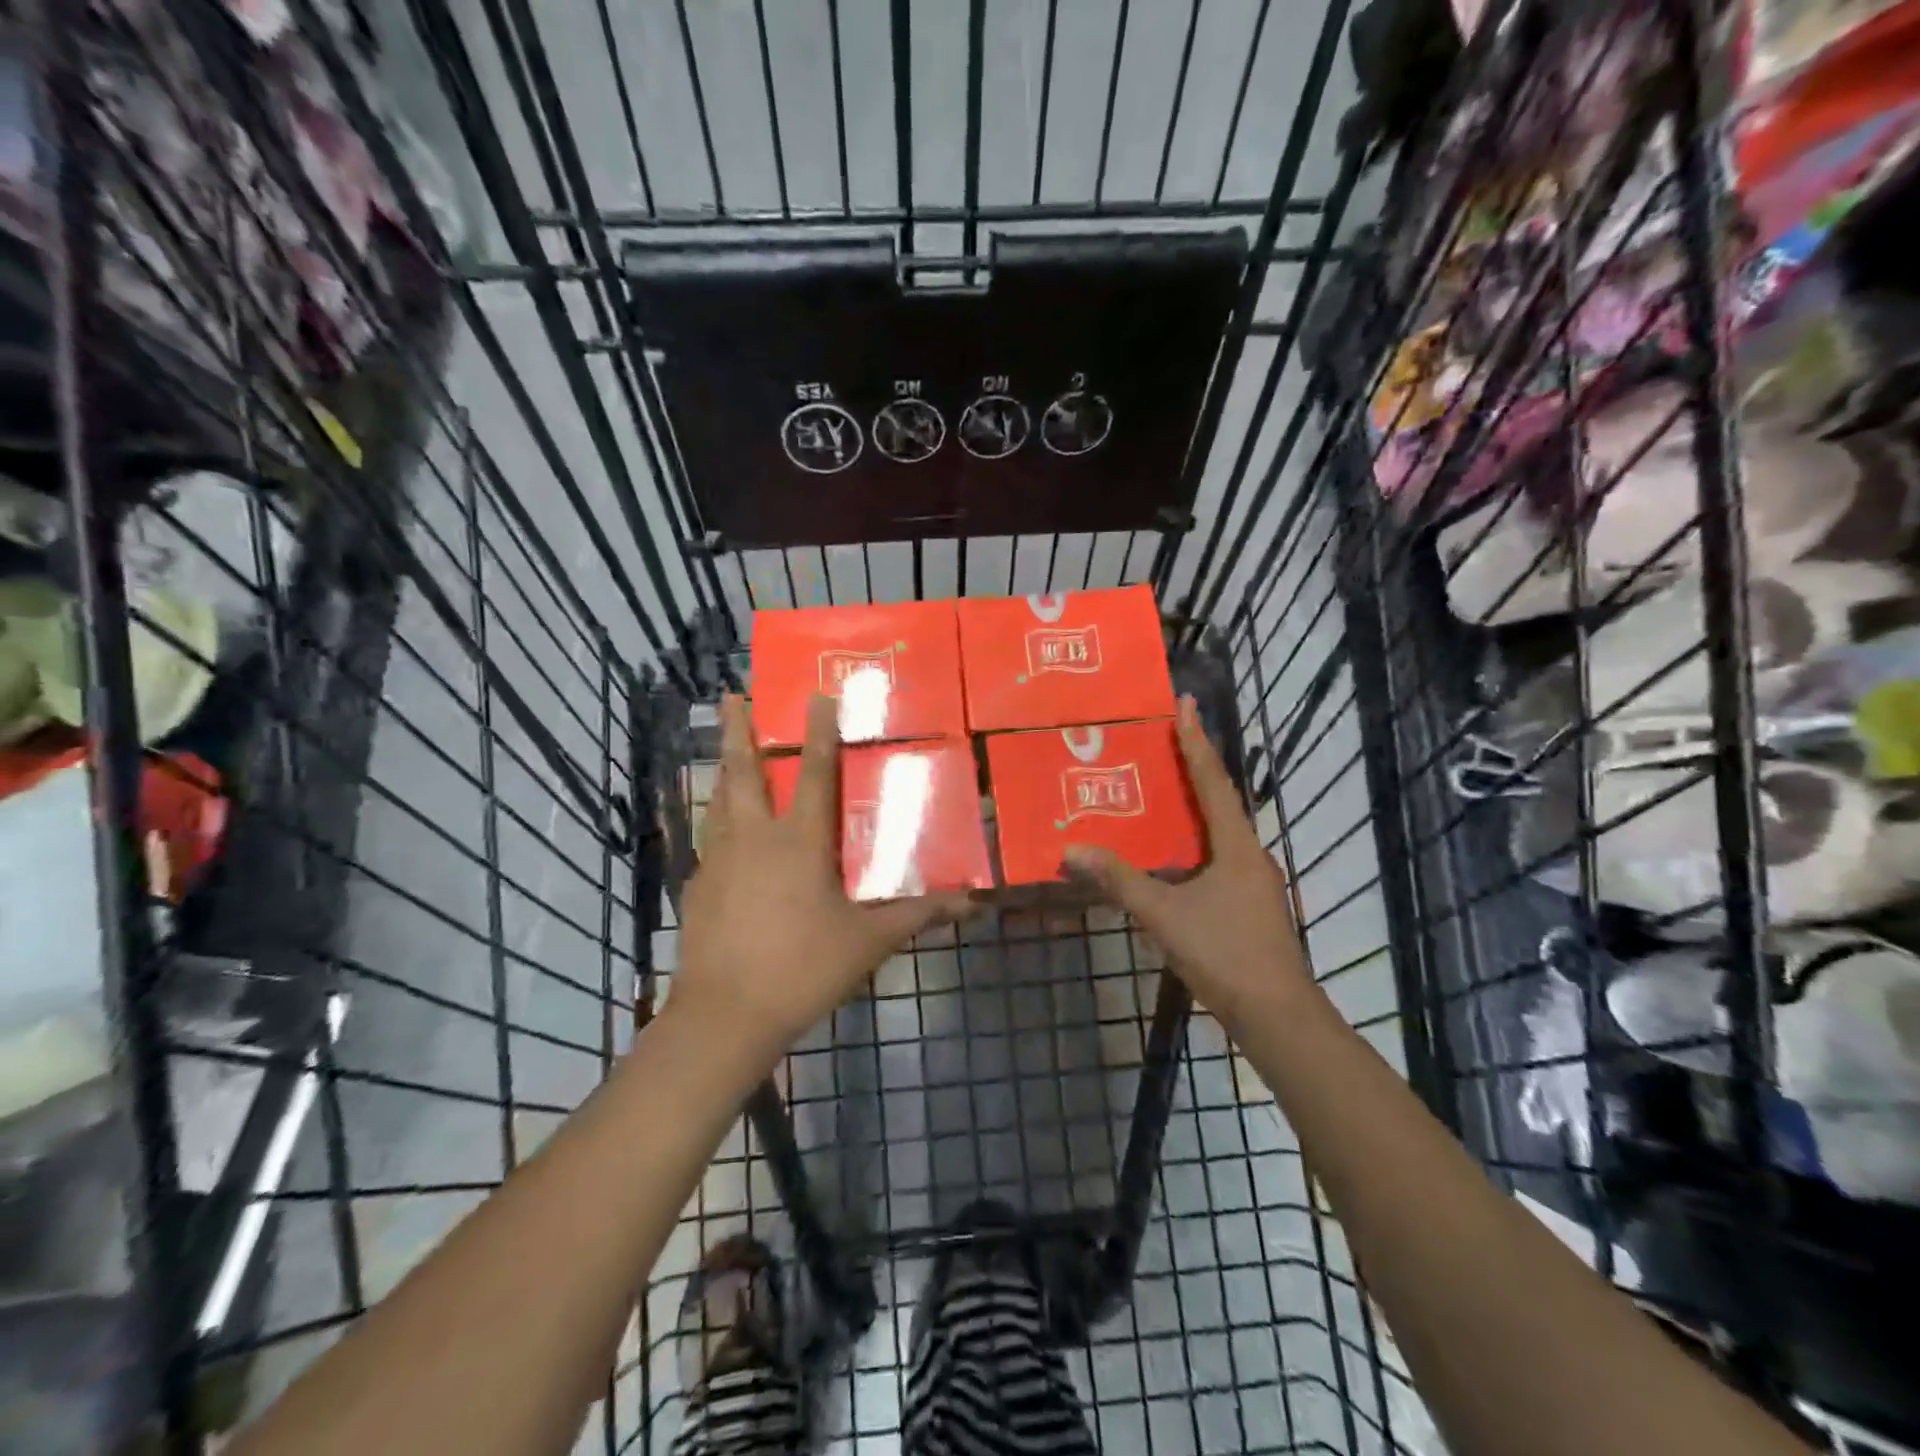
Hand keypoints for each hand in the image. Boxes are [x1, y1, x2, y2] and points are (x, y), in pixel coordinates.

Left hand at [673, 694, 970, 1064]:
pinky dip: (716, 822)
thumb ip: (918, 915)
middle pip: (743, 771)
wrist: (725, 1016)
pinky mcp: (698, 887)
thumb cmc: (803, 968)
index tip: (815, 694)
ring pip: (719, 801)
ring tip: (723, 750)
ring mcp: (719, 860)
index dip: (819, 732)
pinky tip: (721, 834)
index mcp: (799, 841)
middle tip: (731, 696)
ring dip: (723, 769)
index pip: (815, 773)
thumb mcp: (868, 941)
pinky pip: (710, 840)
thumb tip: (973, 902)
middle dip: (738, 731)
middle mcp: (754, 838)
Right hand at [1063, 696, 1311, 1029]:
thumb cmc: (1225, 954)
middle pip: (1220, 801)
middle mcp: (1250, 855)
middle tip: (1163, 741)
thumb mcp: (1164, 915)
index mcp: (1237, 847)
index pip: (1213, 782)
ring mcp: (1253, 883)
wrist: (1277, 1016)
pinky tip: (1170, 855)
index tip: (1186, 705)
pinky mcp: (1249, 906)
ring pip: (1219, 833)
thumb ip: (1119, 881)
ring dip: (1194, 808)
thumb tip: (1072, 850)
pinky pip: (1216, 858)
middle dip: (1194, 768)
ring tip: (1160, 790)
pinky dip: (1193, 844)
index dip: (1196, 742)